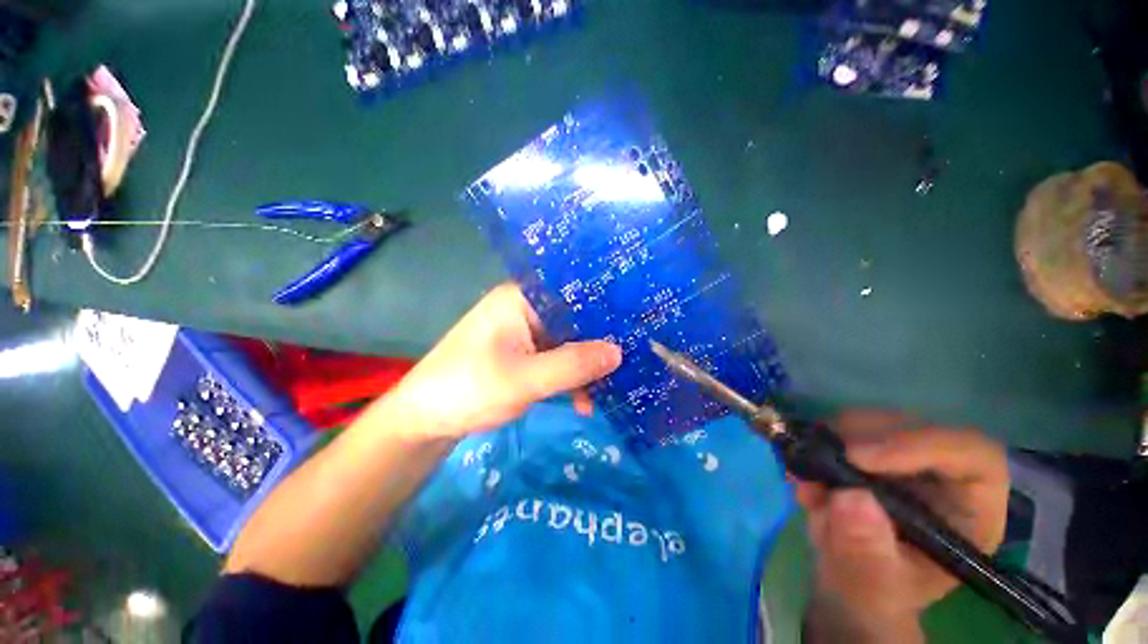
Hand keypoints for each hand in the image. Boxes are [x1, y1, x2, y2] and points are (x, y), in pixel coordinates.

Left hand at [380, 283, 621, 440]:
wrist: (424, 419)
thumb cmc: (469, 389)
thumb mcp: (525, 380)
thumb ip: (573, 365)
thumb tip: (619, 351)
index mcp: (523, 299)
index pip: (575, 297)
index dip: (606, 313)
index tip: (636, 331)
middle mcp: (527, 308)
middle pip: (575, 322)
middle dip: (599, 347)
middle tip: (631, 368)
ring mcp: (525, 332)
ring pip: (568, 344)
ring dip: (585, 369)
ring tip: (607, 394)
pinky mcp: (523, 354)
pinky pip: (556, 360)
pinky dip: (570, 379)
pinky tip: (582, 402)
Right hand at [797, 411, 1008, 639]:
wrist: (843, 582)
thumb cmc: (874, 597)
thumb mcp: (873, 591)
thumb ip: (868, 556)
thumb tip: (851, 499)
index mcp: (969, 510)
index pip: (970, 455)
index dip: (920, 445)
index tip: (858, 457)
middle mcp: (942, 474)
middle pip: (913, 426)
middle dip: (860, 437)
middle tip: (817, 456)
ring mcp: (902, 458)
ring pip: (871, 421)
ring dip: (830, 441)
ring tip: (805, 478)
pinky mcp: (865, 450)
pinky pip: (837, 429)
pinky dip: (813, 444)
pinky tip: (799, 473)